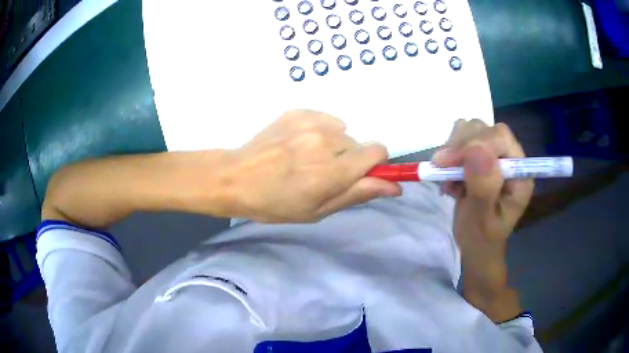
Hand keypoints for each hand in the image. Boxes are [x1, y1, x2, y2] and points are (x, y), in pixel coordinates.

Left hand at [223, 110, 400, 222]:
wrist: (236, 178)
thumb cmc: (276, 203)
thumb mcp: (318, 210)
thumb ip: (358, 194)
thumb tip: (394, 187)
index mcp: (334, 170)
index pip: (378, 151)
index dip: (374, 164)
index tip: (359, 175)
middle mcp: (327, 139)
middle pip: (358, 143)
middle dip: (348, 159)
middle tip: (321, 173)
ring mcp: (311, 121)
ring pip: (341, 132)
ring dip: (332, 145)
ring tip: (305, 157)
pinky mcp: (298, 111)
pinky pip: (325, 119)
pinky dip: (319, 131)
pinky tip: (296, 143)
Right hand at [432, 120, 533, 284]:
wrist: (477, 245)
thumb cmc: (481, 238)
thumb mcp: (482, 219)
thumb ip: (483, 187)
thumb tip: (476, 151)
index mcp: (519, 172)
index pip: (500, 137)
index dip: (474, 144)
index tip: (446, 162)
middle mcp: (510, 157)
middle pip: (484, 129)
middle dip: (460, 145)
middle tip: (441, 168)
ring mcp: (495, 154)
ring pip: (471, 130)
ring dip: (453, 149)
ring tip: (447, 175)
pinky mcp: (481, 156)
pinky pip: (461, 139)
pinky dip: (450, 153)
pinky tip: (448, 174)